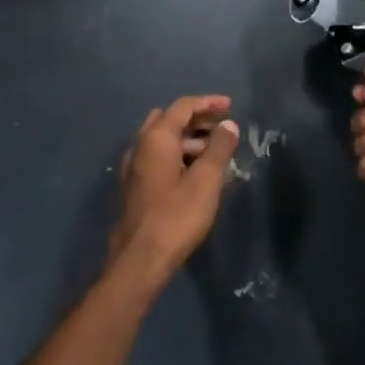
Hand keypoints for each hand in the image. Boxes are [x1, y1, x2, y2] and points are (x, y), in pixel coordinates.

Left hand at [110, 95, 239, 288]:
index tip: (230, 106)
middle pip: (170, 119)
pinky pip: (158, 157)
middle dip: (197, 119)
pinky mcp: (134, 186)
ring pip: (162, 140)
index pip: (183, 107)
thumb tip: (228, 125)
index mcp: (156, 139)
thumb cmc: (176, 217)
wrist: (138, 261)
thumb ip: (219, 148)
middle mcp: (140, 146)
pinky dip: (178, 154)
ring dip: (188, 138)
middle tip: (223, 127)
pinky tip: (195, 172)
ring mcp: (133, 167)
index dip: (208, 103)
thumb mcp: (206, 181)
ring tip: (215, 152)